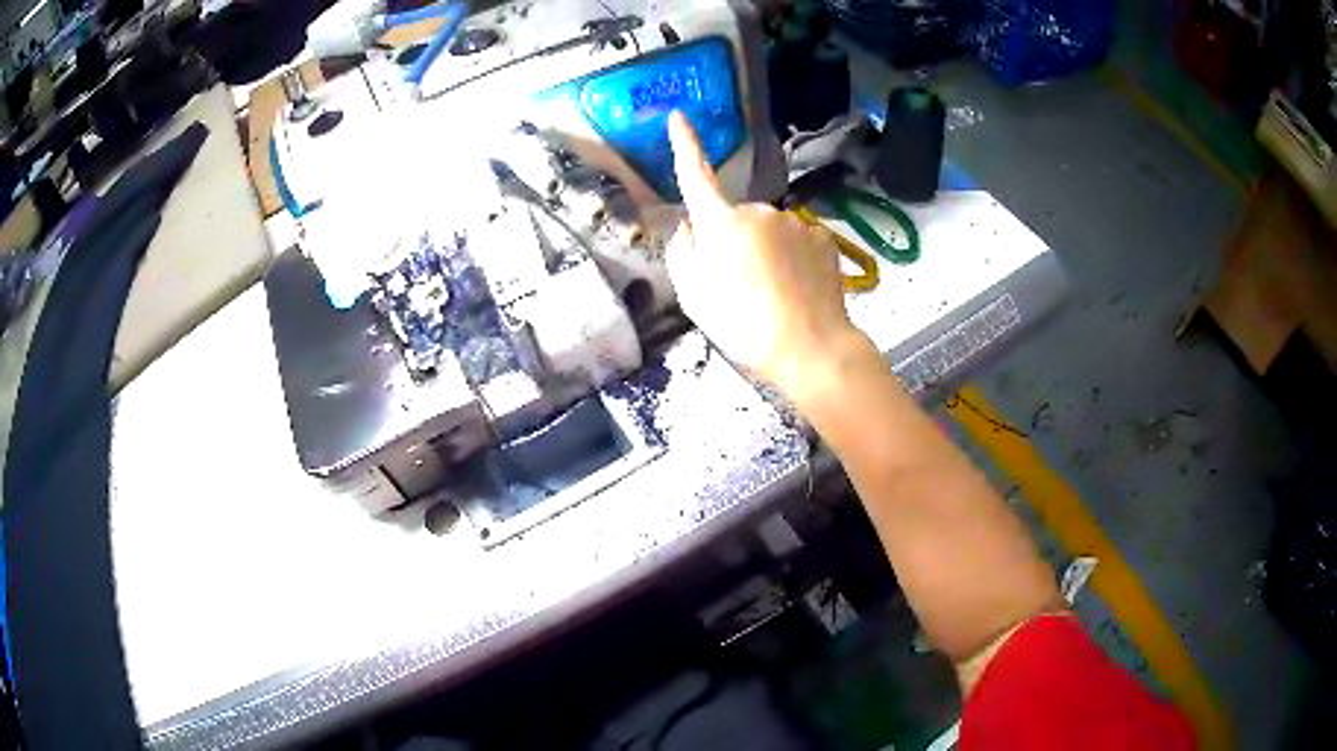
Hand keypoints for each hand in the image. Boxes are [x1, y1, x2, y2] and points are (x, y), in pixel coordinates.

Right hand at [666, 112, 859, 400]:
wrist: (811, 348)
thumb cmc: (743, 326)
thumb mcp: (694, 296)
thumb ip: (683, 251)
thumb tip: (689, 224)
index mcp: (721, 223)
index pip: (696, 175)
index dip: (685, 145)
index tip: (679, 116)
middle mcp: (759, 210)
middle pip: (736, 218)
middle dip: (734, 241)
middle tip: (740, 286)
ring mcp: (795, 222)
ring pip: (769, 230)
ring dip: (766, 251)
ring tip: (773, 294)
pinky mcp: (822, 237)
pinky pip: (797, 241)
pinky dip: (793, 257)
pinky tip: (797, 288)